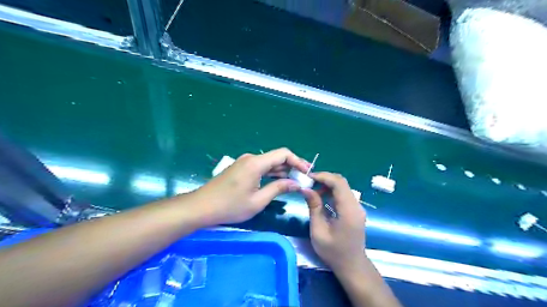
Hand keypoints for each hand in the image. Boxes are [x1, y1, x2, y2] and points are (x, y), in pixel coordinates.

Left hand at [192, 149, 311, 224]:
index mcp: (256, 163)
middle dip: (292, 166)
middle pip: (277, 157)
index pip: (283, 154)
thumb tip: (296, 183)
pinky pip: (261, 167)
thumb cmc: (230, 206)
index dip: (298, 161)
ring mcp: (245, 162)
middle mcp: (251, 158)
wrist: (202, 207)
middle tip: (304, 178)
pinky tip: (279, 181)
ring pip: (269, 162)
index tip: (307, 172)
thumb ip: (278, 188)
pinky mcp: (241, 168)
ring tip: (295, 181)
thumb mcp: (258, 201)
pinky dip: (271, 173)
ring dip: (282, 170)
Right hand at [304, 173, 366, 272]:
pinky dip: (331, 191)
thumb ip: (314, 207)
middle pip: (342, 182)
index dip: (323, 176)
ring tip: (313, 190)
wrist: (351, 265)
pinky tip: (321, 197)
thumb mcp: (318, 230)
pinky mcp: (355, 210)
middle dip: (324, 178)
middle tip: (308, 183)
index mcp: (349, 210)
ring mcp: (357, 207)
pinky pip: (343, 194)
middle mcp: (356, 205)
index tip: (308, 178)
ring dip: (327, 184)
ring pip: (343, 187)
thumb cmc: (333, 251)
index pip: (339, 183)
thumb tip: (305, 188)